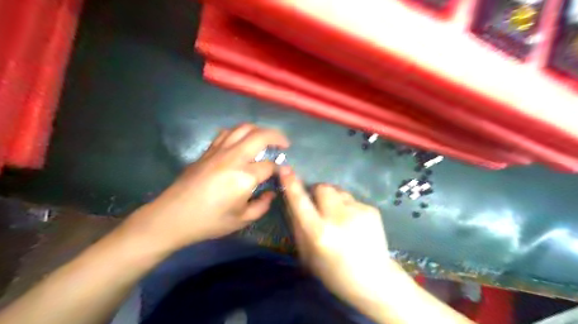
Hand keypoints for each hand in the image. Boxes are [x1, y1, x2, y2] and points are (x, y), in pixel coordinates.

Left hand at [126, 124, 287, 250]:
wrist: (173, 217)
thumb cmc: (209, 222)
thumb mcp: (241, 220)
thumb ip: (262, 205)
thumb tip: (270, 193)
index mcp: (244, 177)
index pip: (269, 166)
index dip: (279, 169)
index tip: (281, 174)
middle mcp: (233, 158)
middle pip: (260, 136)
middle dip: (277, 137)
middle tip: (284, 143)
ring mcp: (219, 151)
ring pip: (243, 128)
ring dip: (258, 131)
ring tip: (265, 139)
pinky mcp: (207, 151)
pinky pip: (227, 133)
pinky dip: (239, 133)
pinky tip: (241, 141)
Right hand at [280, 167, 402, 305]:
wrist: (374, 279)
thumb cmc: (335, 273)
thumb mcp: (308, 256)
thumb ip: (297, 227)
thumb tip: (292, 203)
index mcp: (319, 233)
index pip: (300, 202)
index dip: (291, 184)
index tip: (285, 169)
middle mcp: (338, 218)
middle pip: (322, 188)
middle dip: (316, 192)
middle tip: (319, 205)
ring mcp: (357, 211)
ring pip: (337, 190)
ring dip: (332, 199)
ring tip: (338, 217)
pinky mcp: (371, 209)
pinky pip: (351, 199)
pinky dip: (347, 207)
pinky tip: (353, 224)